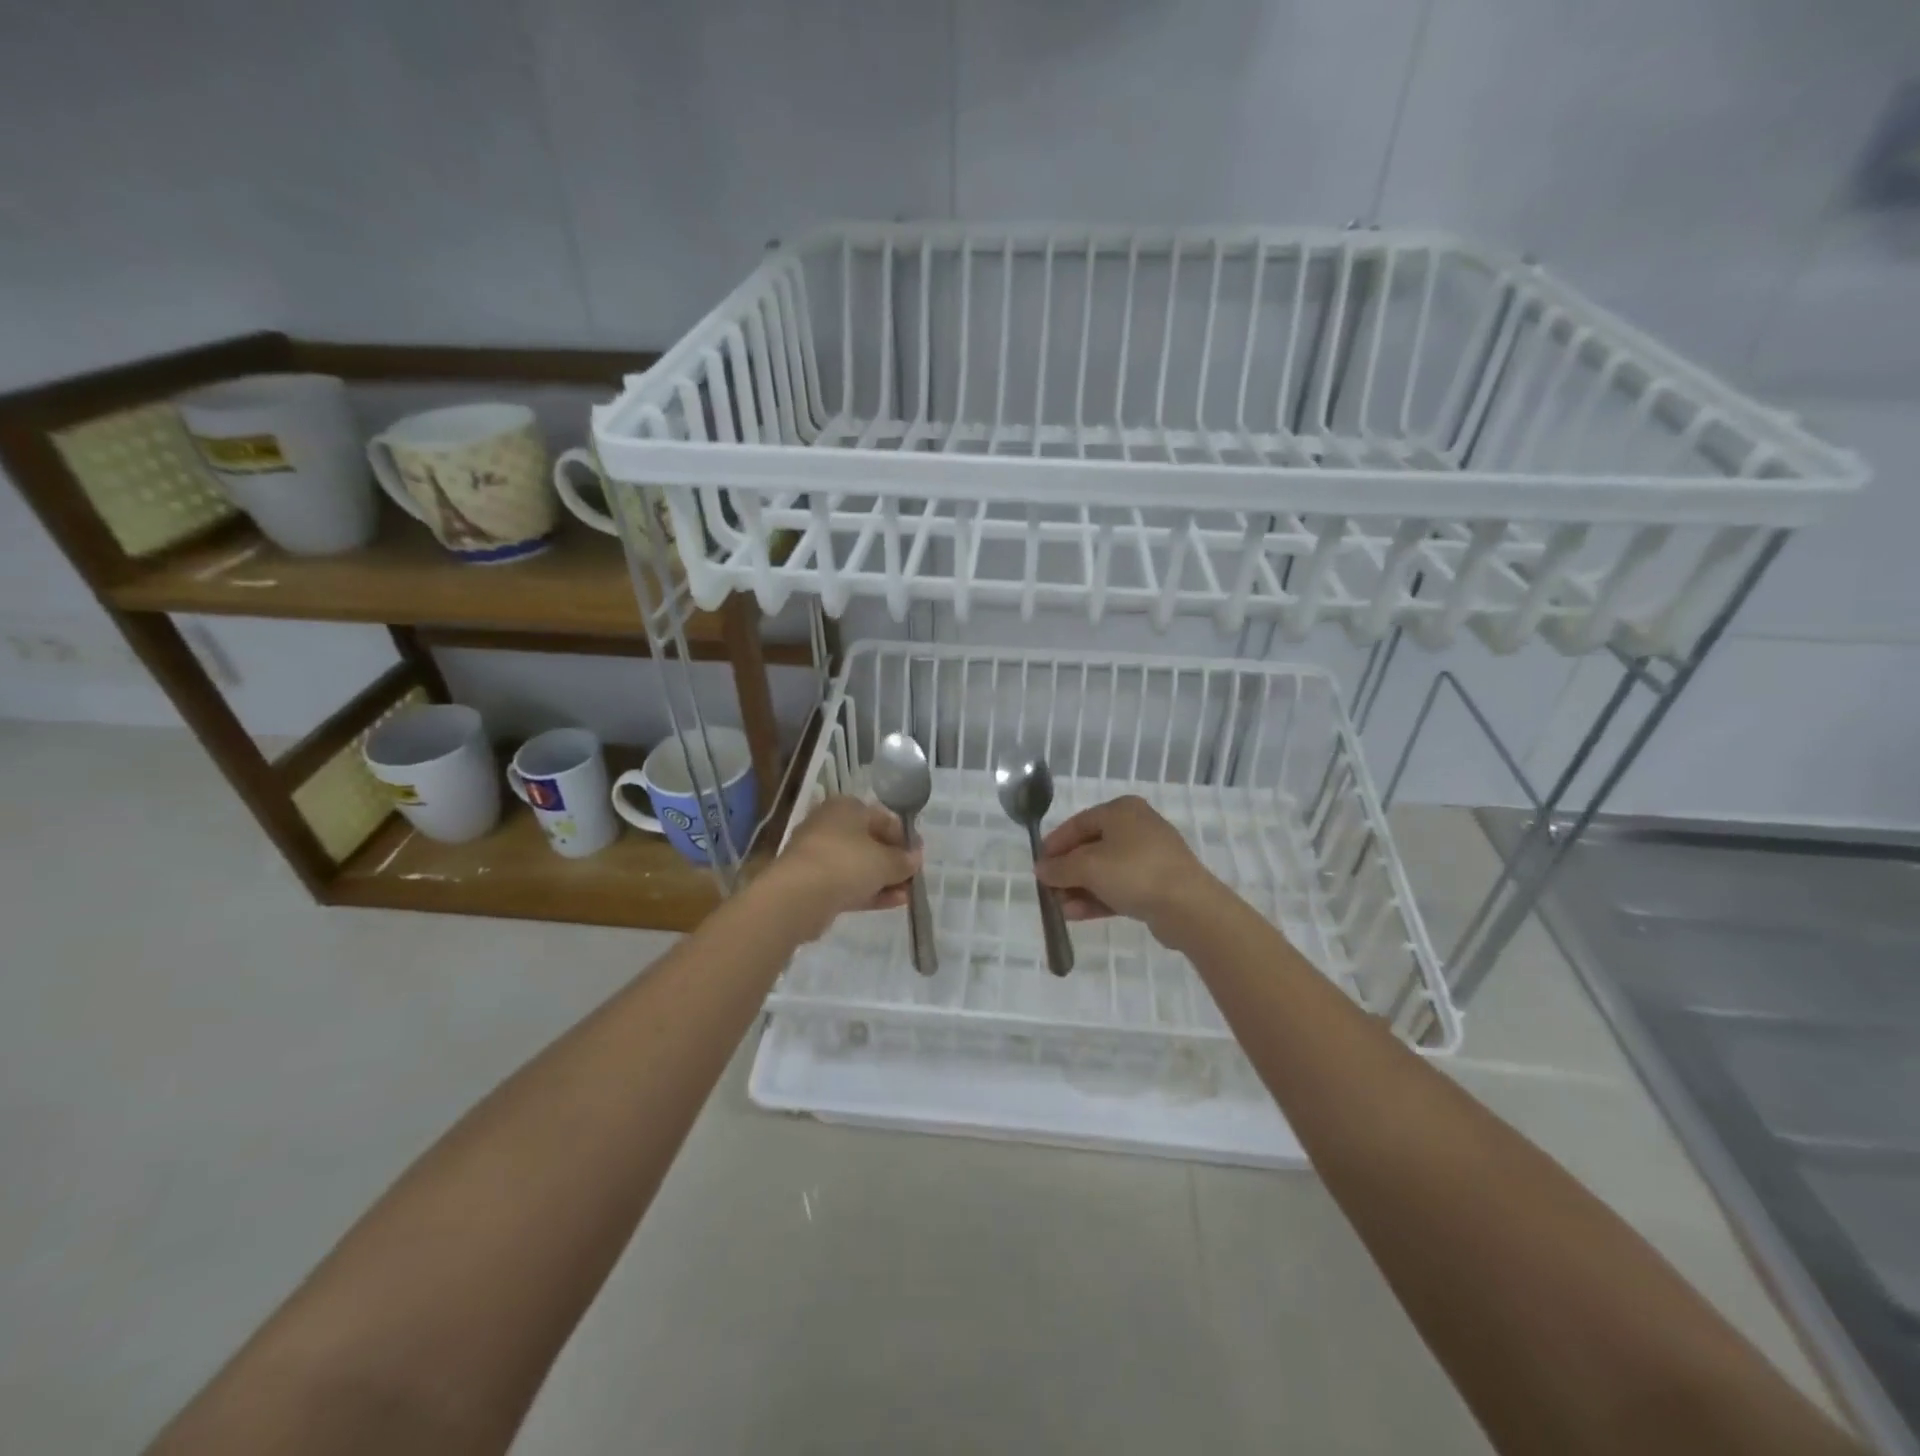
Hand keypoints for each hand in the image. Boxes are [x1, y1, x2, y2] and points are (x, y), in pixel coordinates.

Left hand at [761, 795, 921, 941]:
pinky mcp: (813, 882)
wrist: (798, 896)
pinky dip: (869, 891)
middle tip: (912, 877)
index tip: (918, 857)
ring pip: (859, 865)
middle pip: (870, 842)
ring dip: (884, 879)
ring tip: (907, 894)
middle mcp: (830, 825)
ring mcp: (819, 855)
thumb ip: (904, 860)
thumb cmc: (846, 863)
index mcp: (846, 807)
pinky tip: (893, 903)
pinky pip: (847, 884)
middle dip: (893, 861)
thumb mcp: (885, 861)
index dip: (904, 838)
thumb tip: (916, 858)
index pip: (883, 818)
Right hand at [1035, 795, 1227, 946]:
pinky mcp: (1157, 884)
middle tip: (1048, 890)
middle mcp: (1136, 827)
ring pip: (1105, 870)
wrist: (1187, 906)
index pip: (1078, 823)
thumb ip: (1059, 867)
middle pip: (1091, 848)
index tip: (1038, 864)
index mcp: (1121, 811)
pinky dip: (1098, 898)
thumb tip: (1041, 869)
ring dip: (1079, 889)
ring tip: (1060, 909)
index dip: (1055, 844)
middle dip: (1067, 872)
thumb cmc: (1134, 872)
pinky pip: (1119, 887)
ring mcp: (1149, 857)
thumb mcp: (1088, 867)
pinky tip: (1077, 915)